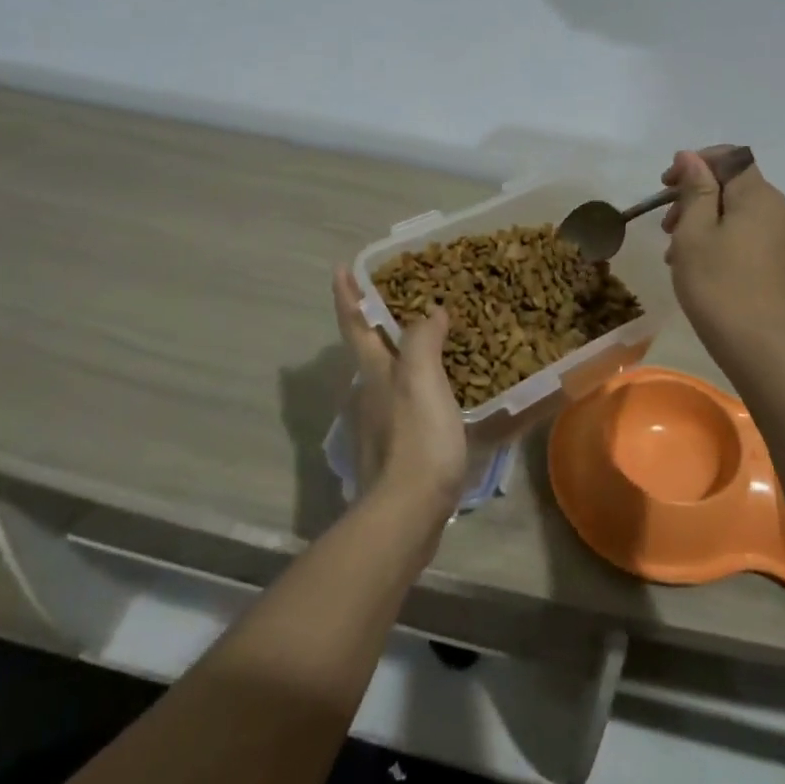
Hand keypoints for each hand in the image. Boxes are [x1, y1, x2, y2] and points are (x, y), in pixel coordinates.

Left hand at [332, 267, 469, 521]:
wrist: (407, 514)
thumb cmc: (416, 440)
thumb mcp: (422, 381)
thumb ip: (423, 341)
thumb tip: (429, 312)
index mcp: (374, 372)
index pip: (355, 324)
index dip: (348, 295)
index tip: (341, 268)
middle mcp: (371, 393)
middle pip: (369, 348)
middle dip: (376, 319)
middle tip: (402, 294)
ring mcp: (382, 423)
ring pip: (389, 374)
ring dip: (402, 350)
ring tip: (432, 334)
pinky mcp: (399, 448)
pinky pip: (409, 400)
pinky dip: (421, 382)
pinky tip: (443, 386)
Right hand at [661, 147, 784, 360]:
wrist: (760, 348)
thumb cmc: (717, 285)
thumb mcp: (694, 232)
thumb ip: (694, 189)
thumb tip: (691, 156)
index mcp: (759, 196)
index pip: (730, 157)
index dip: (696, 162)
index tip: (666, 185)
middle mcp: (781, 209)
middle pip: (733, 185)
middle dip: (696, 196)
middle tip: (666, 226)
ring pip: (740, 212)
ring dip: (706, 219)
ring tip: (677, 251)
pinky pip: (751, 234)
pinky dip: (724, 237)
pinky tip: (702, 264)